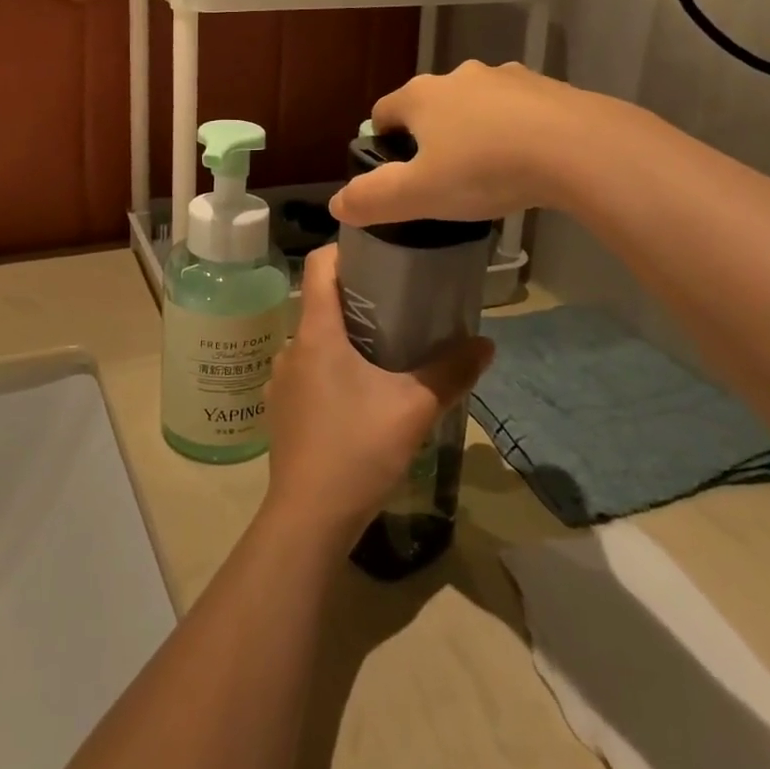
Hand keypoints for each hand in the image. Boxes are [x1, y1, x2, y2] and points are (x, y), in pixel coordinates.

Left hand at [264, 247, 492, 547]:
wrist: (308, 520)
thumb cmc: (357, 449)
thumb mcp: (414, 408)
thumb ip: (452, 372)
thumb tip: (487, 344)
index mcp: (316, 332)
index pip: (319, 264)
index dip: (346, 248)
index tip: (380, 250)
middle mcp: (291, 346)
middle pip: (321, 301)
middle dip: (358, 296)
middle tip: (401, 302)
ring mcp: (282, 379)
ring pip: (316, 339)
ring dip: (347, 336)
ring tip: (387, 347)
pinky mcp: (282, 409)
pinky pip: (309, 369)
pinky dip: (334, 366)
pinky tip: (362, 392)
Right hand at [329, 61, 594, 227]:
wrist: (577, 149)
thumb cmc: (484, 169)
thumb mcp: (419, 194)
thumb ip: (372, 199)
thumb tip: (337, 204)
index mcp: (421, 95)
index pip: (383, 112)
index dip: (380, 142)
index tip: (393, 174)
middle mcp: (459, 76)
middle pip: (430, 106)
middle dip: (429, 137)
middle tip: (441, 179)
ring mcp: (506, 78)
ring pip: (475, 106)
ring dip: (473, 131)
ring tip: (487, 173)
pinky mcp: (547, 88)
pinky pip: (516, 110)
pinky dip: (512, 131)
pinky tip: (527, 162)